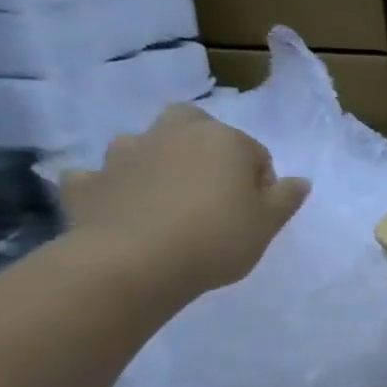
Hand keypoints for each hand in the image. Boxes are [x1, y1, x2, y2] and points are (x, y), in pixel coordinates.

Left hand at [59, 104, 310, 301]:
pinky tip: (120, 209)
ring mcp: (123, 155)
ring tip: (165, 198)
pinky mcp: (87, 182)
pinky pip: (99, 178)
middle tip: (210, 183)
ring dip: (153, 160)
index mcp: (224, 140)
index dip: (260, 180)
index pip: (254, 151)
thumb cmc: (217, 237)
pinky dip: (110, 187)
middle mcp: (173, 135)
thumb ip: (287, 197)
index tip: (257, 209)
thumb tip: (299, 181)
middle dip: (201, 143)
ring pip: (142, 144)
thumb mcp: (269, 223)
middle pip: (191, 123)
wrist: (132, 264)